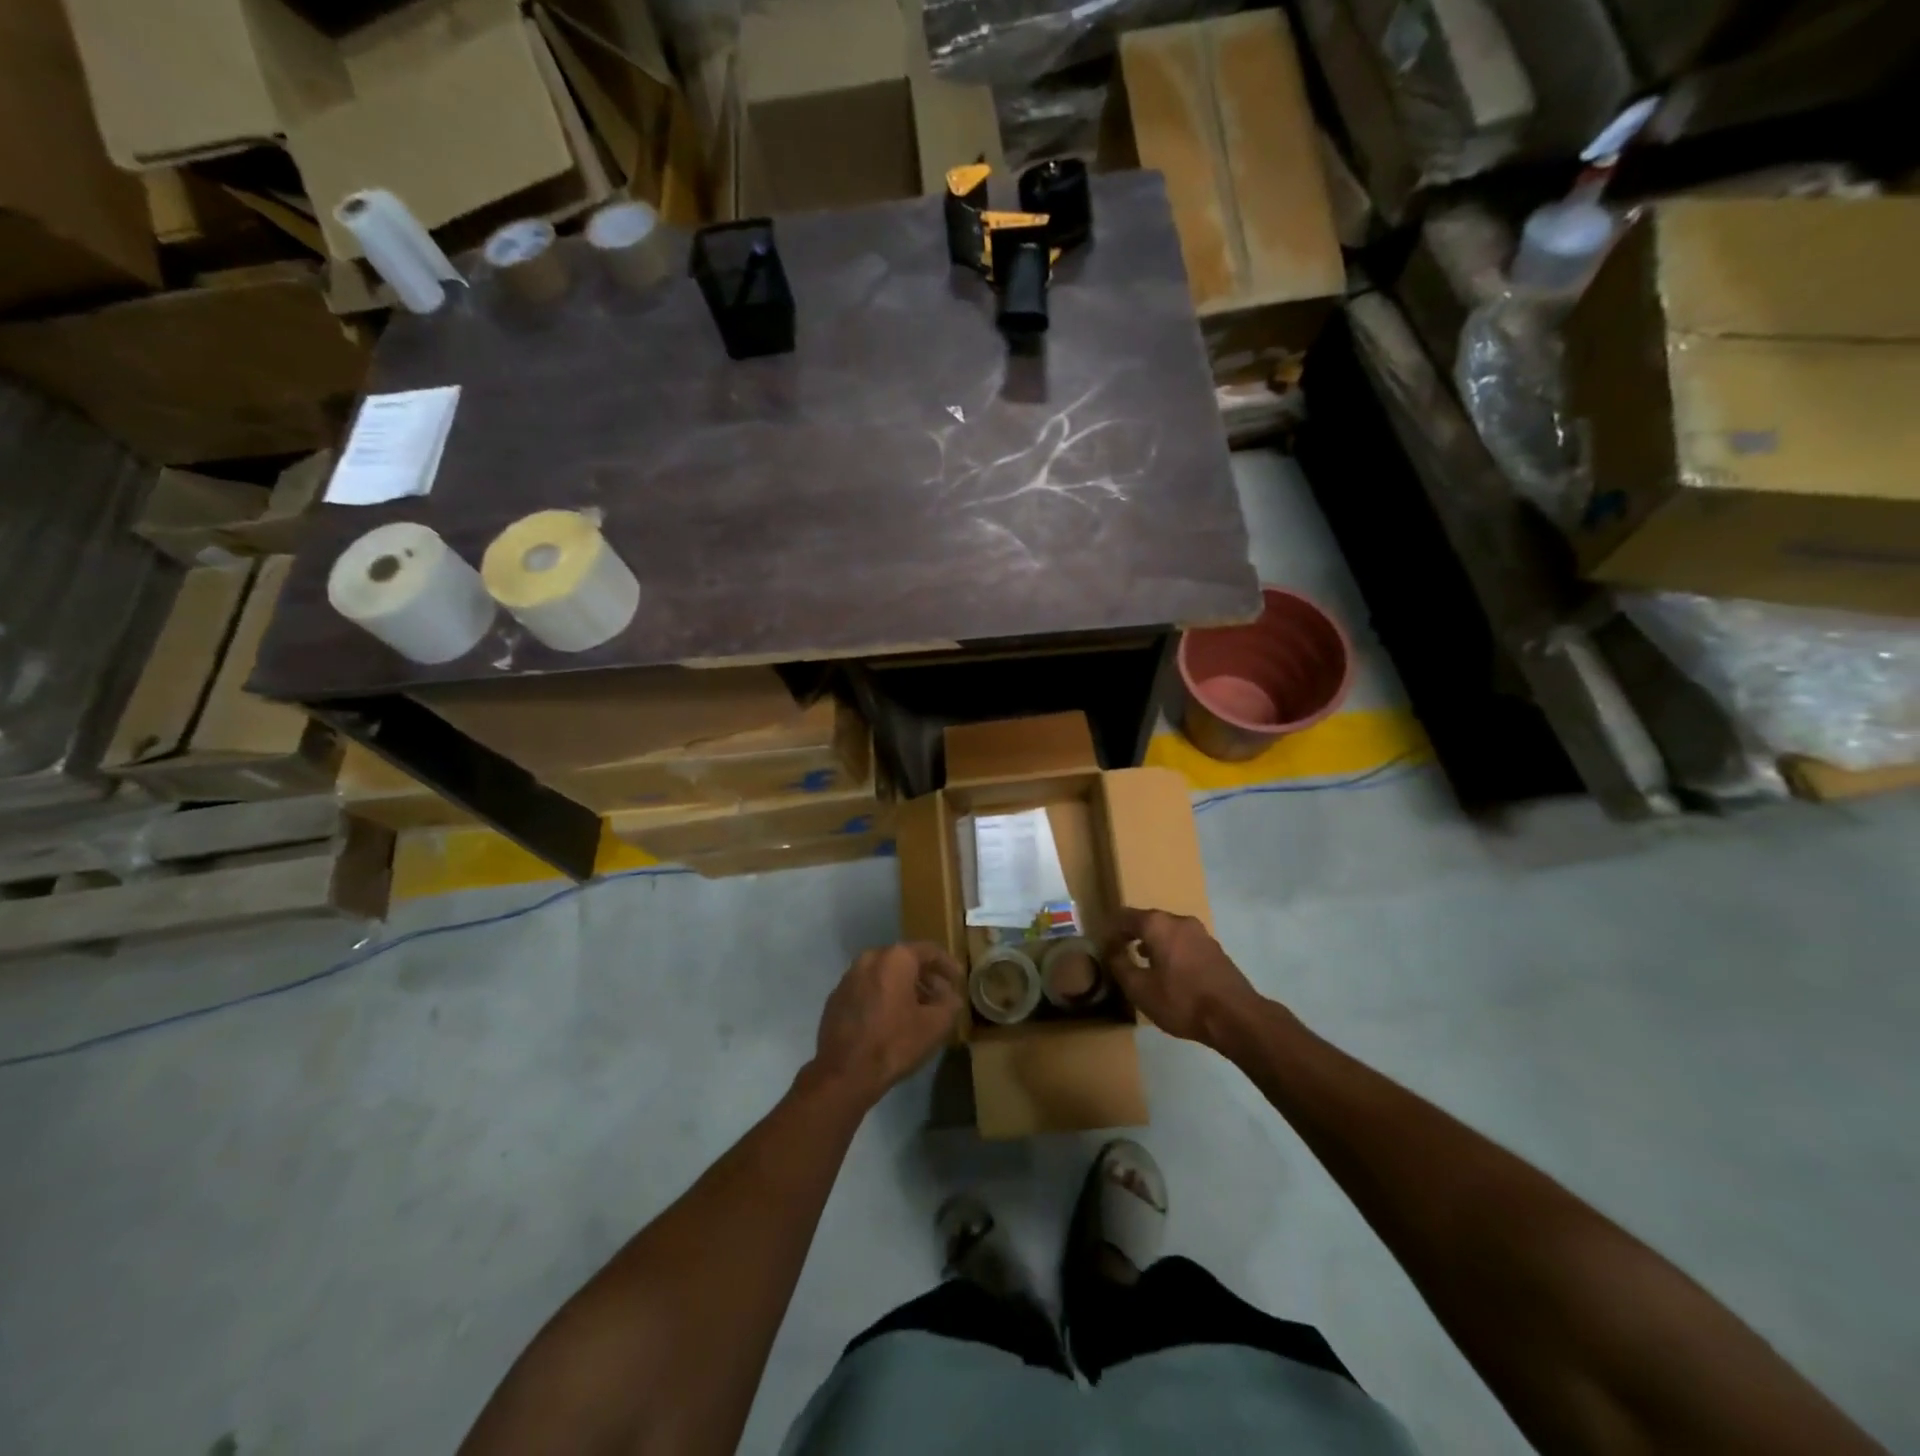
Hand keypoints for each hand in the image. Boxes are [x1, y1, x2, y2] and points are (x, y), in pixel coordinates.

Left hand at [811, 943, 964, 1107]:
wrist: (844, 1073)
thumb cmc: (895, 1043)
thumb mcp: (936, 1025)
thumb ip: (950, 1002)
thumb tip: (949, 994)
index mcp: (896, 958)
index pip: (930, 951)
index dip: (948, 965)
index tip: (959, 980)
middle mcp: (870, 958)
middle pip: (905, 960)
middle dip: (925, 977)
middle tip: (940, 996)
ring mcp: (849, 977)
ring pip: (884, 974)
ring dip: (903, 987)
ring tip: (918, 1009)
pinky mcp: (836, 997)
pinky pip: (867, 988)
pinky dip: (882, 996)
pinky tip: (891, 1019)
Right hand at [1104, 908, 1262, 1047]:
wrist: (1235, 1016)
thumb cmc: (1181, 1000)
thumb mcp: (1140, 989)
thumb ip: (1120, 966)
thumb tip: (1112, 950)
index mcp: (1158, 924)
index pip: (1125, 916)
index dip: (1111, 929)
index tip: (1103, 944)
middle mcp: (1179, 921)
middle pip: (1149, 921)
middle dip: (1132, 934)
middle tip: (1120, 952)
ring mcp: (1201, 933)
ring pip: (1168, 932)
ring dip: (1153, 943)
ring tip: (1142, 962)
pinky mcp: (1214, 949)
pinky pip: (1184, 943)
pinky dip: (1171, 951)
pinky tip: (1169, 972)